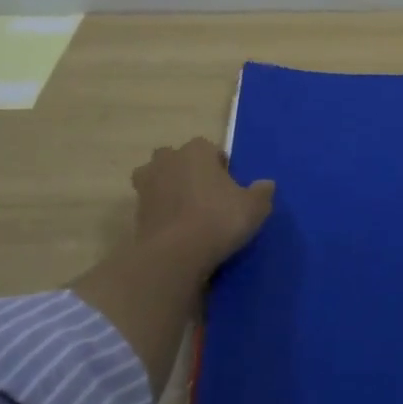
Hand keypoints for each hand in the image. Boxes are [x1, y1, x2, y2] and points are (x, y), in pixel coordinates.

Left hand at [131, 138, 275, 270]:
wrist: (174, 254)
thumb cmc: (218, 220)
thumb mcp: (254, 208)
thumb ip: (262, 192)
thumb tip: (266, 184)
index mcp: (197, 150)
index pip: (210, 149)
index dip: (220, 166)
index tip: (229, 187)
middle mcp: (168, 159)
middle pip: (179, 159)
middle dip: (189, 171)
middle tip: (206, 196)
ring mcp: (147, 184)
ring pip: (159, 178)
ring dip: (169, 189)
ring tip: (187, 212)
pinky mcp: (135, 210)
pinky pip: (152, 204)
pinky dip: (161, 212)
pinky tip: (176, 229)